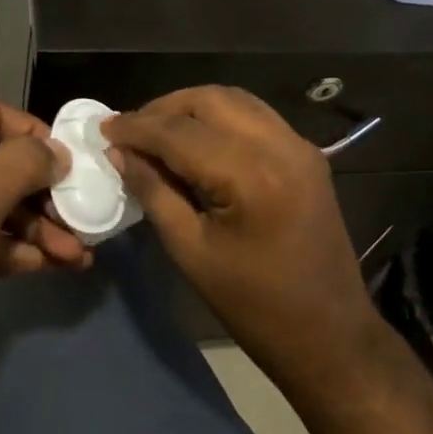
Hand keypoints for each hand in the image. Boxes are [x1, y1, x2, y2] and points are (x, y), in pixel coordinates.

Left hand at [0, 97, 88, 404]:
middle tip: (83, 216)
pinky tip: (58, 266)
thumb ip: (24, 165)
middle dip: (44, 194)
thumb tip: (59, 153)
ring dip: (41, 227)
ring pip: (1, 207)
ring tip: (79, 253)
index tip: (71, 165)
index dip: (33, 135)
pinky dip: (22, 250)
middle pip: (1, 164)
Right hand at [103, 86, 375, 384]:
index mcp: (252, 175)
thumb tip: (120, 153)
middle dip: (164, 109)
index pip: (181, 132)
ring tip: (156, 132)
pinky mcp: (307, 155)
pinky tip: (195, 141)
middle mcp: (281, 146)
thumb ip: (154, 192)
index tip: (103, 128)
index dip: (137, 127)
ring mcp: (300, 147)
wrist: (329, 333)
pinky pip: (255, 117)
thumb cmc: (254, 305)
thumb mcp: (191, 251)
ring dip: (192, 108)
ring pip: (235, 101)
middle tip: (129, 130)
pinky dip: (220, 118)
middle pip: (211, 100)